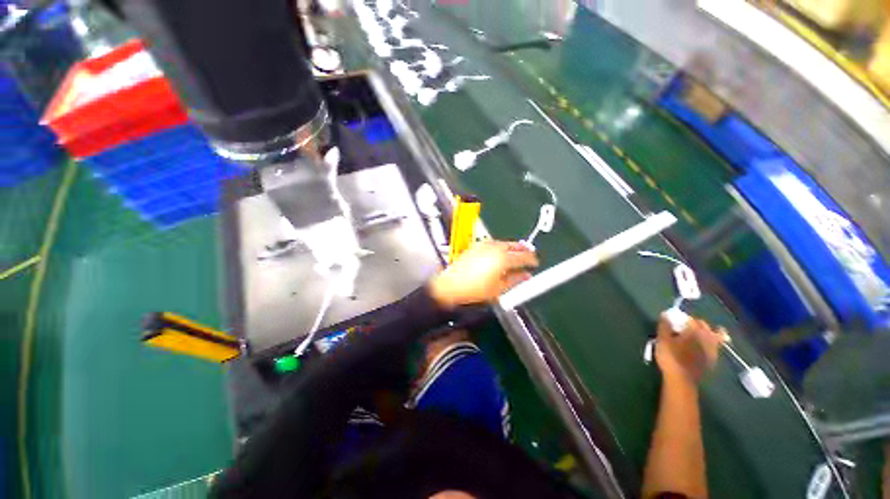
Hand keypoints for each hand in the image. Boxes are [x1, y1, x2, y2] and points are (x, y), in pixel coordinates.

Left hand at [428, 241, 537, 308]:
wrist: (451, 285)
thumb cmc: (475, 290)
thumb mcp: (499, 289)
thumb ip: (516, 280)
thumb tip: (526, 276)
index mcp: (503, 259)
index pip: (524, 256)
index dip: (532, 260)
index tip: (535, 263)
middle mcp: (495, 248)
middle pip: (514, 245)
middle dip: (523, 250)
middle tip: (529, 255)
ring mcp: (484, 245)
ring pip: (504, 243)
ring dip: (512, 247)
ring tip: (516, 255)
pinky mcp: (476, 246)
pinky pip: (493, 244)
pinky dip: (501, 247)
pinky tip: (500, 254)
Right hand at [654, 314, 726, 384]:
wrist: (682, 380)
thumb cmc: (670, 357)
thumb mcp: (662, 340)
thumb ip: (664, 326)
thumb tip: (665, 314)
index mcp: (694, 331)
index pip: (691, 319)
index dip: (684, 318)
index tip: (676, 321)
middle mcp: (706, 338)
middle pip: (704, 326)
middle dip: (696, 324)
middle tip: (686, 326)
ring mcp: (712, 350)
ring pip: (714, 336)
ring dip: (707, 332)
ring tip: (699, 334)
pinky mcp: (712, 360)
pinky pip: (715, 347)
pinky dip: (712, 343)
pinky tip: (706, 346)